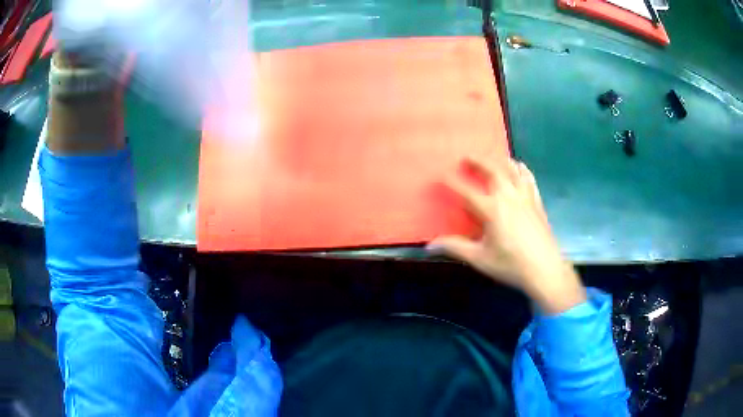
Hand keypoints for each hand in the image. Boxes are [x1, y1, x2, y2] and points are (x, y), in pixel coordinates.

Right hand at [429, 156, 585, 314]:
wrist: (545, 270)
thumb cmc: (511, 265)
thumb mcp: (480, 258)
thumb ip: (455, 248)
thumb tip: (429, 246)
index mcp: (491, 209)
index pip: (466, 191)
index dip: (452, 182)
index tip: (440, 175)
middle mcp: (508, 197)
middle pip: (492, 171)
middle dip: (477, 161)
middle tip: (466, 157)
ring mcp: (525, 197)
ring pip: (512, 170)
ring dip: (500, 161)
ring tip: (492, 159)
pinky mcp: (537, 202)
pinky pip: (529, 179)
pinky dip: (522, 170)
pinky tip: (520, 168)